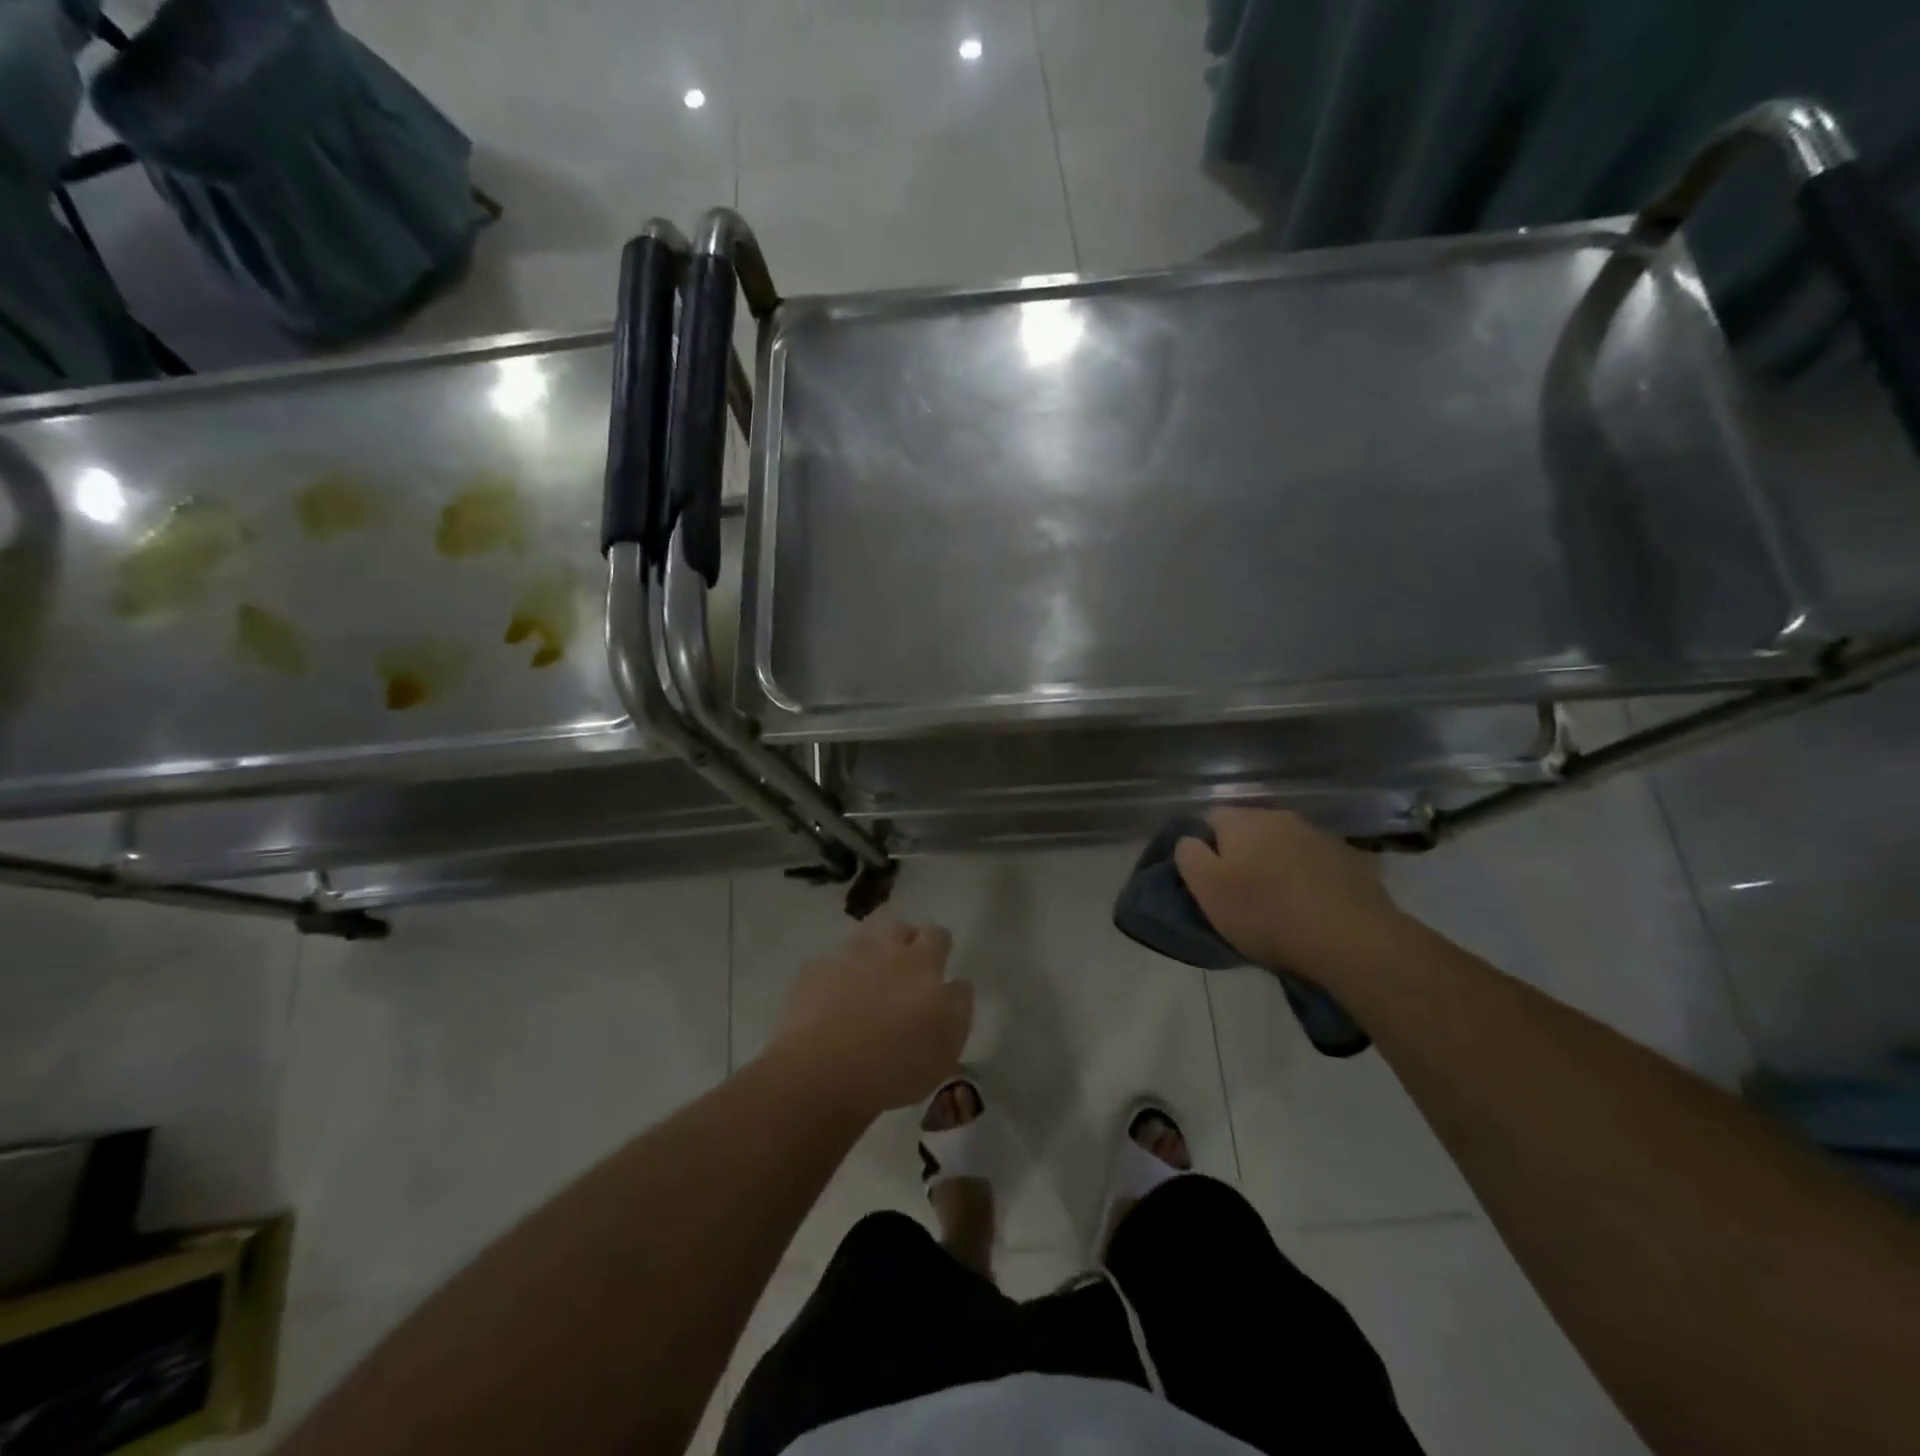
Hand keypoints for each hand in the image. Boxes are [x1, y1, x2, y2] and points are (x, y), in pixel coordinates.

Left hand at [772, 922, 972, 1117]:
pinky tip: (832, 1004)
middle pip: (900, 929)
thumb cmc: (897, 1064)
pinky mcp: (813, 974)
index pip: (939, 936)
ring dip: (870, 957)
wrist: (824, 1072)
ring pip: (864, 942)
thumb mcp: (948, 1046)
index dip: (939, 948)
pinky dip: (834, 980)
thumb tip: (956, 983)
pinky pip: (829, 967)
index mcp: (923, 963)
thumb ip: (958, 1006)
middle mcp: (886, 950)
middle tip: (904, 975)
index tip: (938, 967)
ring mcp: (846, 958)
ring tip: (868, 987)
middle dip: (905, 943)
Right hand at [1174, 808, 1409, 983]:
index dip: (1205, 846)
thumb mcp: (1207, 890)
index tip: (1209, 878)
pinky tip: (1313, 905)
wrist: (1352, 939)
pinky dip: (1310, 877)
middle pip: (1250, 829)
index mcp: (1242, 821)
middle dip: (1243, 853)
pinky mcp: (1352, 859)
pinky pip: (1317, 862)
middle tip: (1241, 891)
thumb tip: (1190, 839)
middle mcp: (1281, 817)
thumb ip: (1189, 856)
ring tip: (1280, 901)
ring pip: (1285, 844)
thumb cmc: (1266, 914)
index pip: (1210, 818)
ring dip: (1278, 864)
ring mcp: (1320, 836)